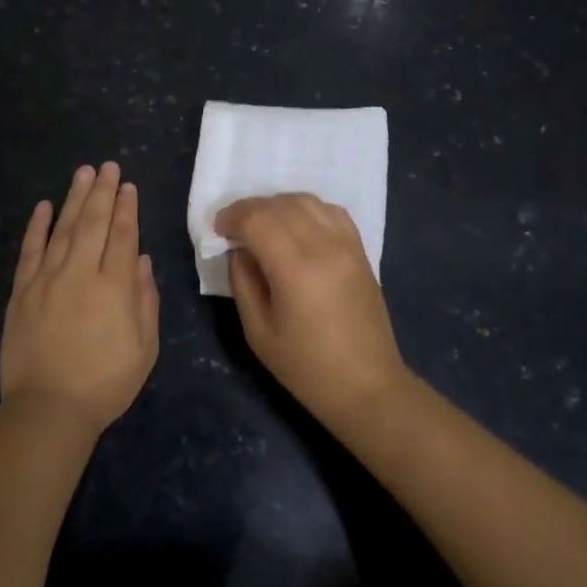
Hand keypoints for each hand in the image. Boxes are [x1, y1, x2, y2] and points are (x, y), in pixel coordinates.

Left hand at [0, 162, 160, 435]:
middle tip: (108, 167)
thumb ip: (145, 300)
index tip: (128, 187)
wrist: (48, 409)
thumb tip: (141, 259)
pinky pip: (30, 250)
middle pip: (94, 223)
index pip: (122, 236)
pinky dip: (37, 226)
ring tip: (83, 173)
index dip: (127, 209)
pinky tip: (44, 206)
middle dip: (103, 192)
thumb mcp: (145, 348)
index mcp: (114, 287)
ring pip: (64, 228)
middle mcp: (81, 273)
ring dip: (75, 198)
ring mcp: (47, 279)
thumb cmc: (105, 382)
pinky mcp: (22, 291)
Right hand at [215, 192, 410, 430]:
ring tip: (263, 225)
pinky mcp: (360, 249)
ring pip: (306, 200)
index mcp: (296, 269)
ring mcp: (346, 244)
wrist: (367, 385)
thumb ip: (243, 282)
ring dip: (277, 205)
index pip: (258, 219)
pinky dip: (306, 209)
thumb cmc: (307, 367)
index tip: (219, 230)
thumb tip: (239, 249)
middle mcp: (324, 246)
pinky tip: (296, 227)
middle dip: (250, 209)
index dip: (233, 217)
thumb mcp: (258, 332)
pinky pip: (330, 210)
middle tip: (234, 228)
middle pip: (280, 204)